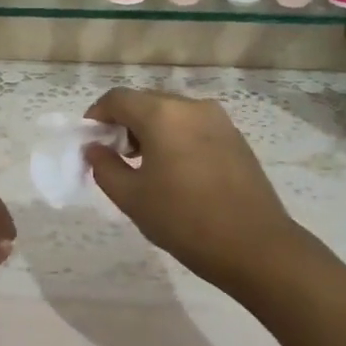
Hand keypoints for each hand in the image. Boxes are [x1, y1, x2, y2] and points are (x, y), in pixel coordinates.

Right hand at [84, 88, 309, 291]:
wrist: (255, 246)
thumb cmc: (184, 220)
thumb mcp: (131, 198)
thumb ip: (104, 167)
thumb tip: (94, 148)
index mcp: (162, 114)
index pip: (118, 98)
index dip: (97, 115)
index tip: (90, 140)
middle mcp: (192, 106)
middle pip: (146, 101)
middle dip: (125, 122)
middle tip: (116, 156)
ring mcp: (219, 120)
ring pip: (172, 113)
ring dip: (151, 130)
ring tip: (146, 167)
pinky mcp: (236, 138)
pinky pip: (194, 126)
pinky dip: (176, 137)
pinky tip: (176, 172)